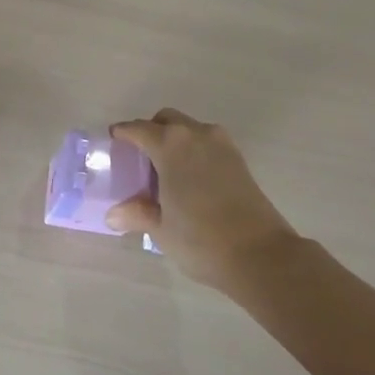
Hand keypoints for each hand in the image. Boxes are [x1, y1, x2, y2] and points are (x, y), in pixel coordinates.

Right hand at [105, 109, 300, 290]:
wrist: (261, 255)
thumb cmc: (201, 239)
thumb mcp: (161, 228)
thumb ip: (137, 213)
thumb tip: (114, 214)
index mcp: (170, 145)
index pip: (138, 129)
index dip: (123, 133)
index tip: (113, 140)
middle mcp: (195, 135)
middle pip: (166, 120)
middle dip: (151, 131)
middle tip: (140, 157)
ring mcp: (222, 145)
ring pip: (190, 129)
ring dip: (175, 140)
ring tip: (166, 170)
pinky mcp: (239, 160)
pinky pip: (208, 143)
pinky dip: (194, 151)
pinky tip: (190, 179)